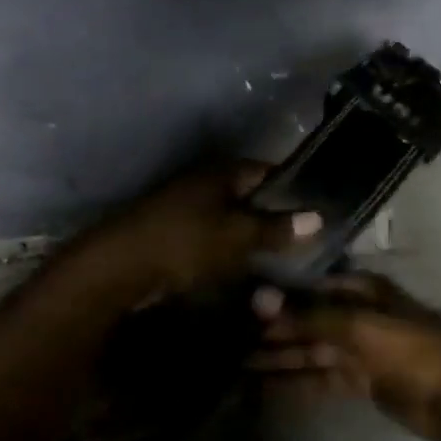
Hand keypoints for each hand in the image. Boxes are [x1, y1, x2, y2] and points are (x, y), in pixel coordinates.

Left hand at [82, 162, 322, 302]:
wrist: (121, 267)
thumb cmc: (185, 242)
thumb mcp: (238, 235)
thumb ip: (277, 227)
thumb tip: (319, 216)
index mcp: (221, 172)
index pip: (266, 171)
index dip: (292, 187)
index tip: (317, 209)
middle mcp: (203, 182)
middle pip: (248, 195)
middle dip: (273, 215)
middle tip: (304, 240)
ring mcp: (185, 207)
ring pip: (230, 218)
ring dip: (250, 235)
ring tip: (281, 258)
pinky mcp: (173, 234)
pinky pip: (212, 237)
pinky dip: (229, 250)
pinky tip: (244, 269)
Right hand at [250, 274, 440, 440]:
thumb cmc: (412, 351)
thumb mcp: (359, 327)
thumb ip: (308, 316)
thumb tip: (257, 298)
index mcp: (362, 290)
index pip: (309, 288)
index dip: (276, 297)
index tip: (238, 305)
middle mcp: (357, 314)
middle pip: (306, 321)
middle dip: (271, 331)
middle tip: (226, 339)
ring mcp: (358, 349)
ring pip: (309, 351)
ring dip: (276, 358)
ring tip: (234, 364)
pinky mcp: (359, 380)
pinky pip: (319, 378)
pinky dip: (293, 382)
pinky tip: (262, 387)